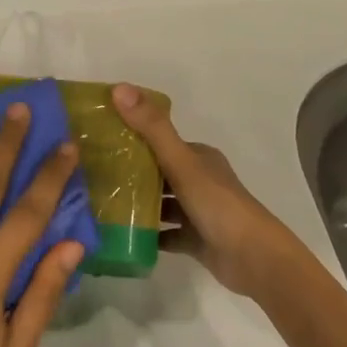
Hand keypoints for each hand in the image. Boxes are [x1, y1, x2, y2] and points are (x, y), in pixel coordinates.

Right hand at [112, 84, 305, 301]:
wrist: (254, 259)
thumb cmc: (218, 204)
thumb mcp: (182, 162)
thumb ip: (152, 128)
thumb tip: (120, 88)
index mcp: (199, 158)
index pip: (161, 142)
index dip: (133, 138)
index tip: (100, 140)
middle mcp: (199, 180)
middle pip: (159, 172)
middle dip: (130, 173)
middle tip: (93, 174)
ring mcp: (198, 212)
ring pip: (161, 203)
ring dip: (137, 203)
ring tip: (100, 203)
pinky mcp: (196, 240)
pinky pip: (165, 234)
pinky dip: (147, 234)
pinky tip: (121, 235)